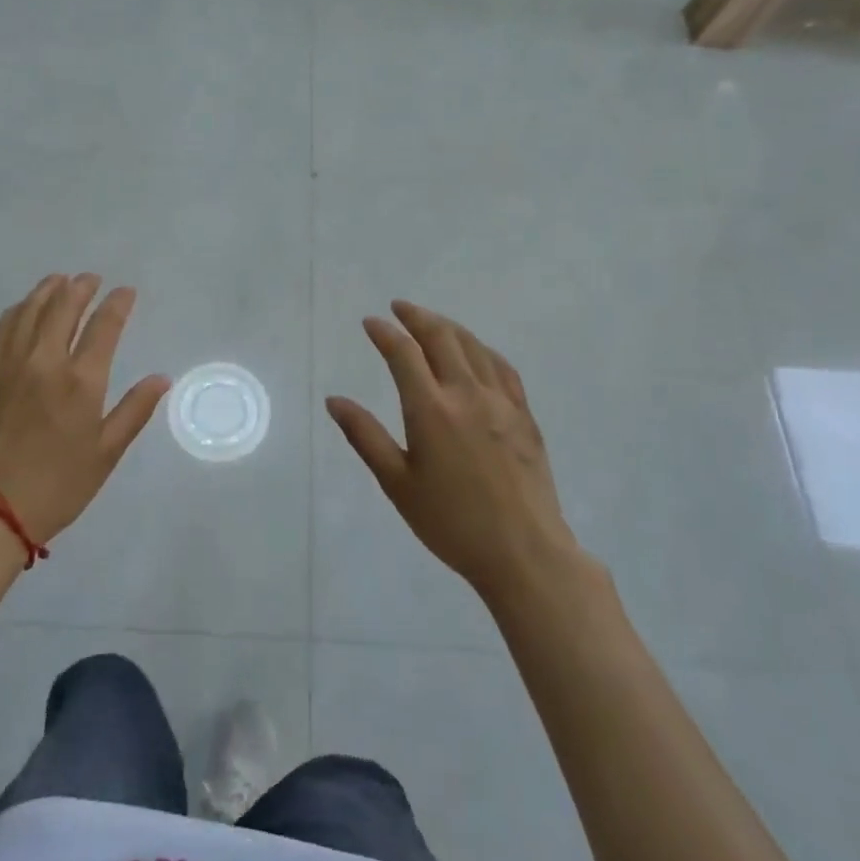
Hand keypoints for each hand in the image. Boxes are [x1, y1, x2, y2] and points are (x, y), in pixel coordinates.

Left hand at [0, 274, 169, 543]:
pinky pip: (2, 328)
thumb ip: (134, 410)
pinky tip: (23, 308)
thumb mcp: (106, 453)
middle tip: (91, 279)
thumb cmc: (57, 486)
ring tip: (59, 281)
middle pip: (64, 306)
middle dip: (81, 287)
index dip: (117, 303)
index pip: (104, 325)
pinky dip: (17, 310)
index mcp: (81, 380)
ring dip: (48, 290)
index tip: (126, 292)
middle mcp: (44, 361)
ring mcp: (9, 364)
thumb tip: (160, 378)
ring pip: (29, 310)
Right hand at [326, 300, 577, 603]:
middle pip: (441, 338)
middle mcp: (466, 394)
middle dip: (416, 317)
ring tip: (431, 322)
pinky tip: (476, 351)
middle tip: (398, 308)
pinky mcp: (524, 415)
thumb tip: (335, 400)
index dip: (384, 332)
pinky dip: (482, 349)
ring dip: (448, 327)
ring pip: (473, 347)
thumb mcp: (397, 484)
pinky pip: (502, 367)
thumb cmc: (451, 523)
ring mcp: (501, 402)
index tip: (370, 322)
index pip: (403, 354)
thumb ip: (365, 437)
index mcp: (431, 410)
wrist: (524, 553)